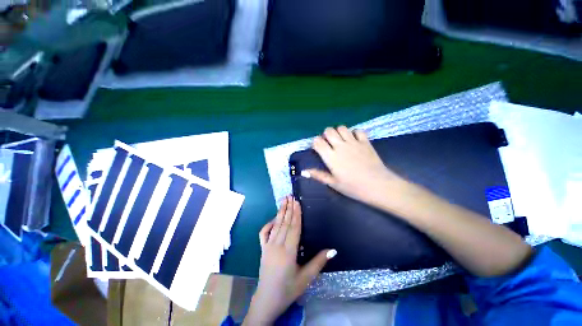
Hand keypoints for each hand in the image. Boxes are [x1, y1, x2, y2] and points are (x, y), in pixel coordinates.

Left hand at [243, 196, 335, 325]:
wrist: (267, 300)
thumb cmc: (289, 289)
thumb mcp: (306, 278)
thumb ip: (319, 262)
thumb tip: (333, 249)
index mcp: (289, 252)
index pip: (294, 228)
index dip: (296, 214)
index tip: (297, 202)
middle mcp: (277, 245)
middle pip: (285, 223)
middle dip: (288, 208)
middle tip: (290, 196)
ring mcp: (268, 246)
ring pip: (276, 225)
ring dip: (280, 212)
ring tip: (283, 201)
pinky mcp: (262, 249)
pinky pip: (264, 233)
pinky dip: (268, 224)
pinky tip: (273, 219)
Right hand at [306, 126, 406, 209]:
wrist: (378, 185)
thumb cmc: (353, 187)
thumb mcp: (333, 183)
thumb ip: (318, 175)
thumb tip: (304, 171)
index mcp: (331, 157)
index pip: (317, 141)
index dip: (315, 143)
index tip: (318, 149)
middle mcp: (340, 146)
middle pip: (329, 131)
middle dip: (326, 135)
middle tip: (329, 144)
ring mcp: (354, 142)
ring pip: (342, 128)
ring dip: (339, 132)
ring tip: (341, 141)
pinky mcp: (365, 142)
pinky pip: (358, 130)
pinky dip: (354, 133)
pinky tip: (354, 141)